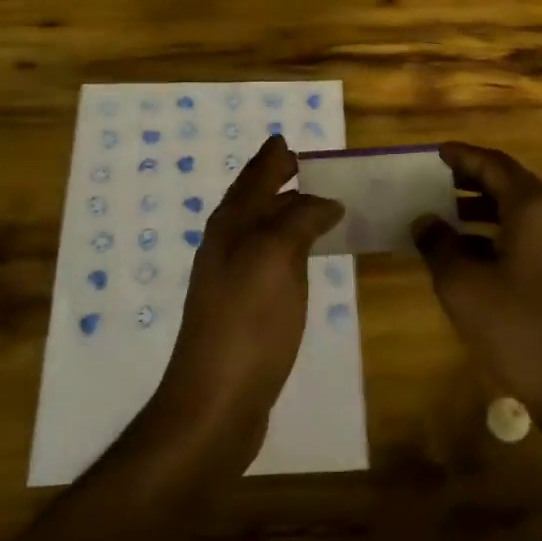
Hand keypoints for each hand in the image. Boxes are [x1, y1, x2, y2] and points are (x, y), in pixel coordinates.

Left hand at [152, 134, 342, 456]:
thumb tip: (325, 200)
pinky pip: (271, 262)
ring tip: (316, 206)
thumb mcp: (276, 258)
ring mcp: (232, 280)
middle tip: (310, 168)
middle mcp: (226, 246)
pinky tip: (305, 259)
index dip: (271, 158)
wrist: (216, 400)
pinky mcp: (245, 310)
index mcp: (231, 227)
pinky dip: (289, 247)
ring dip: (285, 213)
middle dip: (277, 180)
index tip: (289, 140)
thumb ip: (300, 220)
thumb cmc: (248, 322)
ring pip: (261, 231)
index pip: (253, 179)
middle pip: (253, 202)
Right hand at [412, 143, 541, 417]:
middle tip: (436, 182)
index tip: (436, 152)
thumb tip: (425, 221)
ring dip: (482, 210)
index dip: (464, 156)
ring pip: (520, 214)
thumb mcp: (463, 285)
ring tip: (445, 217)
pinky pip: (528, 239)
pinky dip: (497, 236)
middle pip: (511, 185)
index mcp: (533, 209)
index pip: (495, 165)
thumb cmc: (518, 327)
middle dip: (472, 181)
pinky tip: (470, 257)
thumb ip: (439, 244)